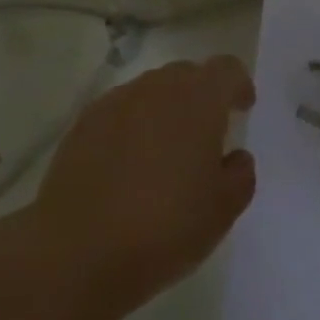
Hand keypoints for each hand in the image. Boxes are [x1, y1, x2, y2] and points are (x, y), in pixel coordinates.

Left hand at [33, 55, 256, 312]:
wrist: (77, 250)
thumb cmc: (164, 227)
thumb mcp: (222, 212)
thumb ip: (239, 175)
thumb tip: (234, 156)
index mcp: (199, 99)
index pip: (227, 69)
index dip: (238, 85)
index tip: (242, 108)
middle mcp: (158, 86)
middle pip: (187, 75)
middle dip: (200, 97)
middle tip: (205, 136)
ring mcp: (117, 100)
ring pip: (151, 92)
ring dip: (164, 111)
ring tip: (164, 154)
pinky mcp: (85, 121)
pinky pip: (120, 111)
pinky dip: (131, 127)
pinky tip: (127, 166)